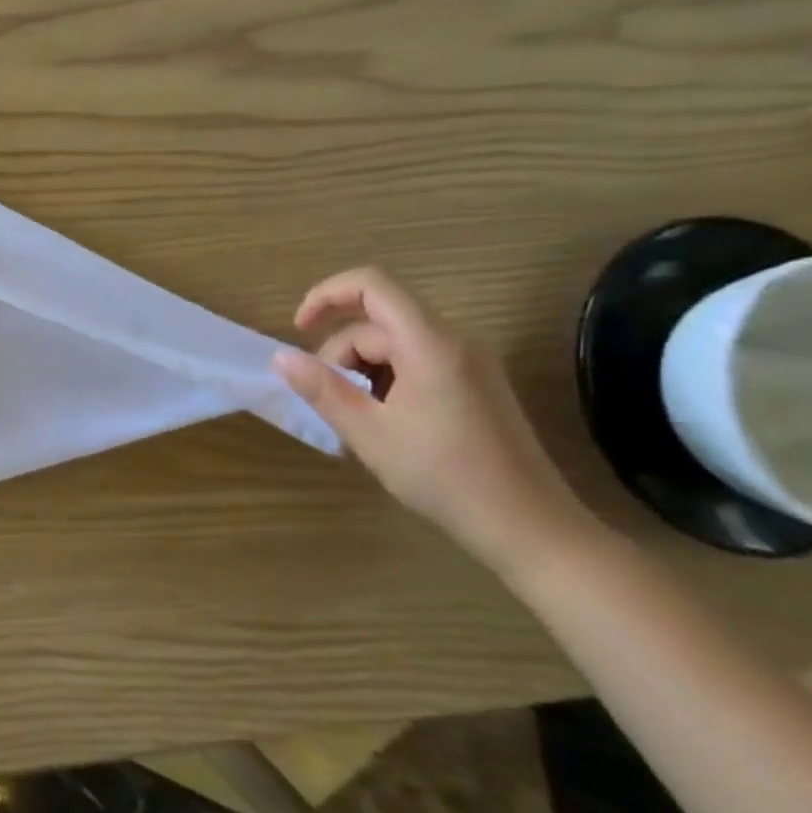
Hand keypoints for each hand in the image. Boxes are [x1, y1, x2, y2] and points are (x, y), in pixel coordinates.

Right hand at [272, 267, 591, 572]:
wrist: (530, 528)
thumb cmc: (444, 476)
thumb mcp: (368, 433)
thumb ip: (322, 388)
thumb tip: (281, 357)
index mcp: (430, 344)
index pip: (372, 285)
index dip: (326, 295)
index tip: (298, 329)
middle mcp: (455, 342)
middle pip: (378, 323)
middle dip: (341, 354)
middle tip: (330, 403)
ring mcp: (471, 363)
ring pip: (395, 345)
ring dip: (362, 371)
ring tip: (357, 421)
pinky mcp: (477, 385)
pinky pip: (418, 363)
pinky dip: (388, 381)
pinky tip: (385, 423)